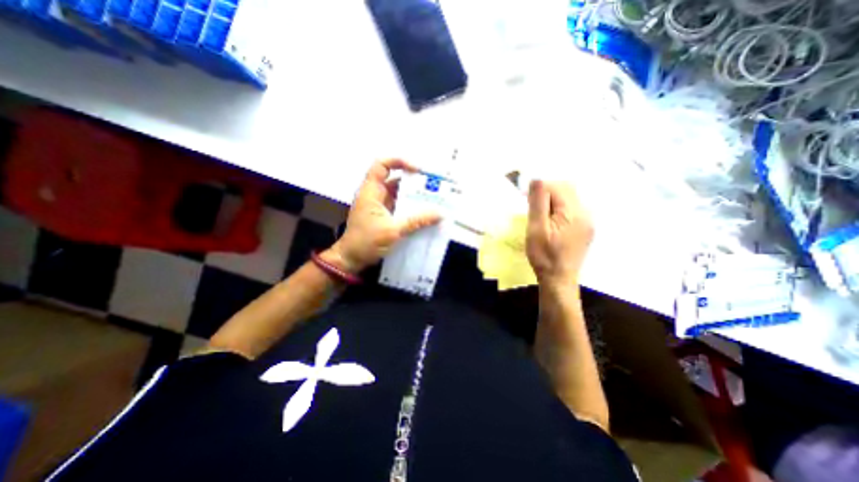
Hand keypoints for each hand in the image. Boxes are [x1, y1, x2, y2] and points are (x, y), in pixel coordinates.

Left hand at [323, 160, 442, 272]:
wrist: (351, 259)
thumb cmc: (366, 242)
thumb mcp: (393, 230)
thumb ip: (417, 221)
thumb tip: (439, 214)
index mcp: (371, 191)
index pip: (382, 165)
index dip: (399, 162)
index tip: (418, 170)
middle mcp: (375, 195)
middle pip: (394, 179)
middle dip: (413, 182)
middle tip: (433, 187)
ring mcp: (379, 206)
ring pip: (399, 194)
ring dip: (414, 196)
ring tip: (433, 199)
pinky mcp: (384, 216)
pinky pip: (399, 206)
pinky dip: (411, 208)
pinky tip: (424, 213)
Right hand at [528, 179, 595, 284]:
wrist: (558, 279)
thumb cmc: (544, 255)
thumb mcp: (536, 229)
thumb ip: (538, 202)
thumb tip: (537, 179)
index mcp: (574, 212)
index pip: (558, 186)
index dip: (540, 188)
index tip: (525, 197)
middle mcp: (586, 213)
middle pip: (567, 189)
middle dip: (547, 192)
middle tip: (531, 206)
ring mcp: (588, 221)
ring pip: (569, 198)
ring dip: (552, 200)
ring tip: (539, 215)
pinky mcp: (585, 228)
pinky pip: (572, 209)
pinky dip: (558, 209)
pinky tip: (550, 222)